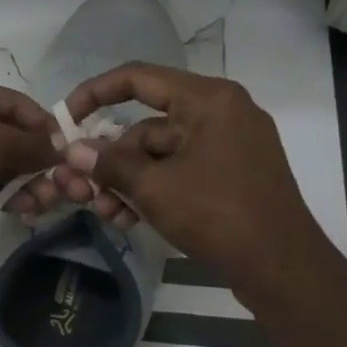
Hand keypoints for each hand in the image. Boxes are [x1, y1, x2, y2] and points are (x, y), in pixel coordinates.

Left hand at [0, 72, 57, 233]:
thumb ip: (32, 146)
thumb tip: (59, 151)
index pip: (12, 102)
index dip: (42, 124)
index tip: (67, 148)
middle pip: (2, 134)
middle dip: (32, 160)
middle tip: (58, 184)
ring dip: (19, 181)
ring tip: (45, 202)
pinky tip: (23, 209)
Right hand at [48, 63, 338, 300]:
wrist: (282, 268)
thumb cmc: (218, 214)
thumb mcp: (153, 187)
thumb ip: (108, 163)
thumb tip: (72, 150)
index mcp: (208, 100)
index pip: (137, 78)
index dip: (94, 94)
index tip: (65, 119)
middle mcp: (219, 113)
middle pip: (144, 126)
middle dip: (109, 160)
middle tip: (80, 189)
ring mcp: (226, 146)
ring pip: (157, 155)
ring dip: (125, 182)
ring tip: (105, 213)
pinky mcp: (228, 175)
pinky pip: (177, 172)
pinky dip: (151, 191)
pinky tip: (127, 219)